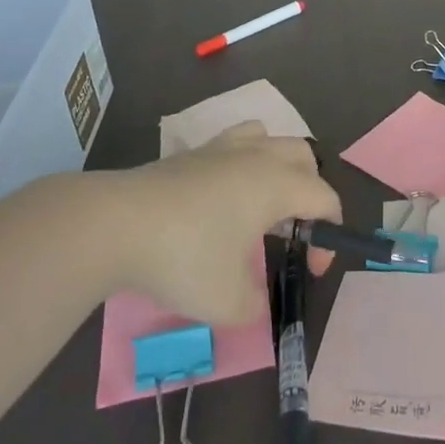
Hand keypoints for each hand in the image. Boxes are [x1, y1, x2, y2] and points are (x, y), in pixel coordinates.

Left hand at [98, 121, 342, 326]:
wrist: (115, 224)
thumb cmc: (184, 257)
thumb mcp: (228, 302)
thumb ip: (253, 306)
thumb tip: (253, 302)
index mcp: (277, 184)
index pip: (324, 198)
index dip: (329, 236)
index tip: (312, 271)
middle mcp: (256, 157)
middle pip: (303, 157)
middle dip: (310, 192)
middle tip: (293, 232)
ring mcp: (220, 150)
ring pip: (267, 138)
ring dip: (278, 165)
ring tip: (264, 202)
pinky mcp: (189, 154)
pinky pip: (232, 143)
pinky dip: (242, 162)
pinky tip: (222, 195)